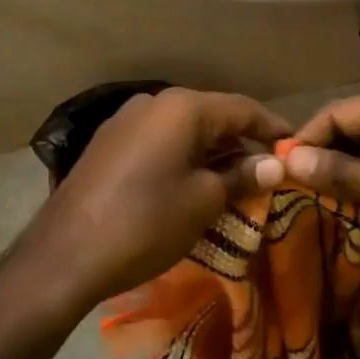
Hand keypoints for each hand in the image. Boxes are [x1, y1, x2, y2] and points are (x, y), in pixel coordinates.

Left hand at [17, 88, 288, 318]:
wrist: (64, 256)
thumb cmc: (145, 222)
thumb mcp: (204, 201)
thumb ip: (242, 176)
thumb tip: (276, 164)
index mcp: (183, 108)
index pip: (243, 108)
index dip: (273, 128)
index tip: (296, 148)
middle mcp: (154, 102)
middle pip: (212, 116)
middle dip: (242, 142)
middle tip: (268, 171)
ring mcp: (126, 121)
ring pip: (184, 130)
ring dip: (212, 152)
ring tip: (235, 182)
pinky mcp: (108, 144)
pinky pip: (159, 142)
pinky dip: (183, 158)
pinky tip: (192, 184)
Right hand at [283, 88, 359, 290]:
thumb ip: (340, 171)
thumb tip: (289, 160)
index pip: (342, 111)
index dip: (308, 136)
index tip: (280, 167)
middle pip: (354, 123)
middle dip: (324, 151)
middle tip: (293, 184)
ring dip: (342, 166)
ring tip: (313, 193)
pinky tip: (346, 198)